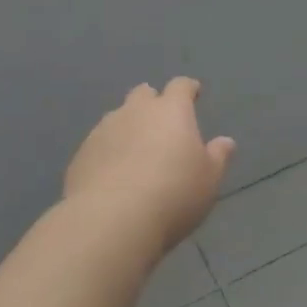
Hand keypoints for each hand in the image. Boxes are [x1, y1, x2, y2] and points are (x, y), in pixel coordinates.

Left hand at [64, 78, 236, 254]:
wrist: (111, 220)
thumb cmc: (173, 195)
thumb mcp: (208, 180)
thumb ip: (217, 157)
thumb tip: (225, 141)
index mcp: (171, 111)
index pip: (180, 87)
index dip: (188, 89)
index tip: (193, 93)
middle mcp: (135, 111)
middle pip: (143, 94)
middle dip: (152, 102)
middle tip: (161, 123)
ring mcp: (104, 130)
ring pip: (118, 118)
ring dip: (128, 128)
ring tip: (135, 152)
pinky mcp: (81, 154)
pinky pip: (99, 144)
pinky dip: (108, 152)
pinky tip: (112, 175)